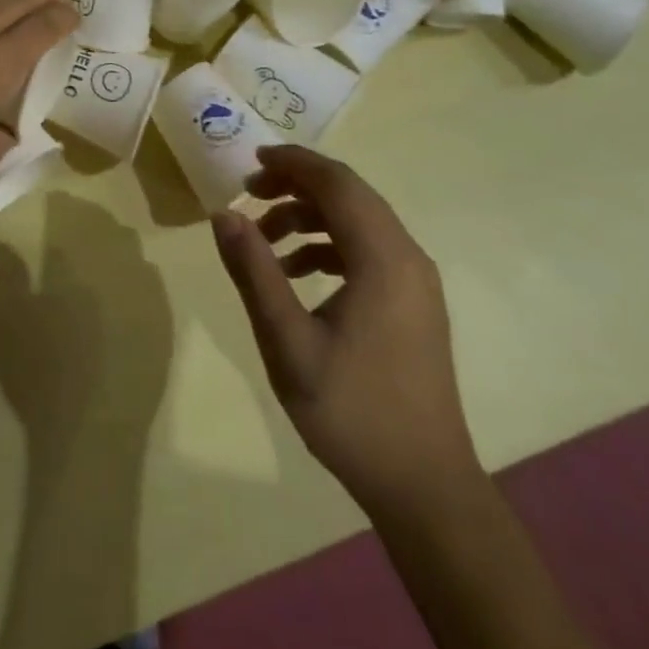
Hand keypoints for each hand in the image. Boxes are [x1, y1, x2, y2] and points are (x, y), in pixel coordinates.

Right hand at [212, 145, 478, 509]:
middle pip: (350, 194)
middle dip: (297, 184)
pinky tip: (296, 273)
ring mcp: (416, 280)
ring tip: (264, 237)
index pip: (337, 183)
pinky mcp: (414, 302)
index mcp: (383, 258)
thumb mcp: (288, 342)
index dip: (293, 163)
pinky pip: (369, 249)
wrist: (425, 487)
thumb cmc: (352, 412)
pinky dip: (329, 245)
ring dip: (311, 216)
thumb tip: (224, 214)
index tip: (250, 161)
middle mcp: (408, 256)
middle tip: (249, 194)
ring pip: (359, 221)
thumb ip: (254, 271)